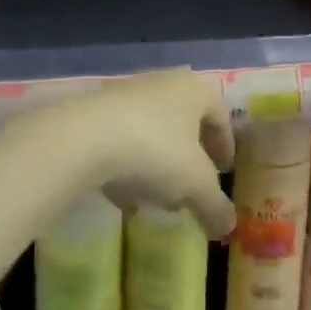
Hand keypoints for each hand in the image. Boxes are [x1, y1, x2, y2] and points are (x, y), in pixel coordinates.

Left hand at [1, 70, 236, 238]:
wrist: (83, 139)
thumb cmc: (155, 152)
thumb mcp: (195, 186)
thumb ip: (215, 206)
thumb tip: (228, 226)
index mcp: (195, 90)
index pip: (220, 115)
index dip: (225, 146)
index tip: (224, 173)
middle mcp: (163, 83)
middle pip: (185, 120)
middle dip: (191, 156)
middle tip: (193, 185)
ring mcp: (125, 95)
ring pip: (152, 130)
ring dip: (158, 162)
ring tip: (158, 196)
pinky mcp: (95, 112)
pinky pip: (121, 139)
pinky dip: (128, 165)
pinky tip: (125, 197)